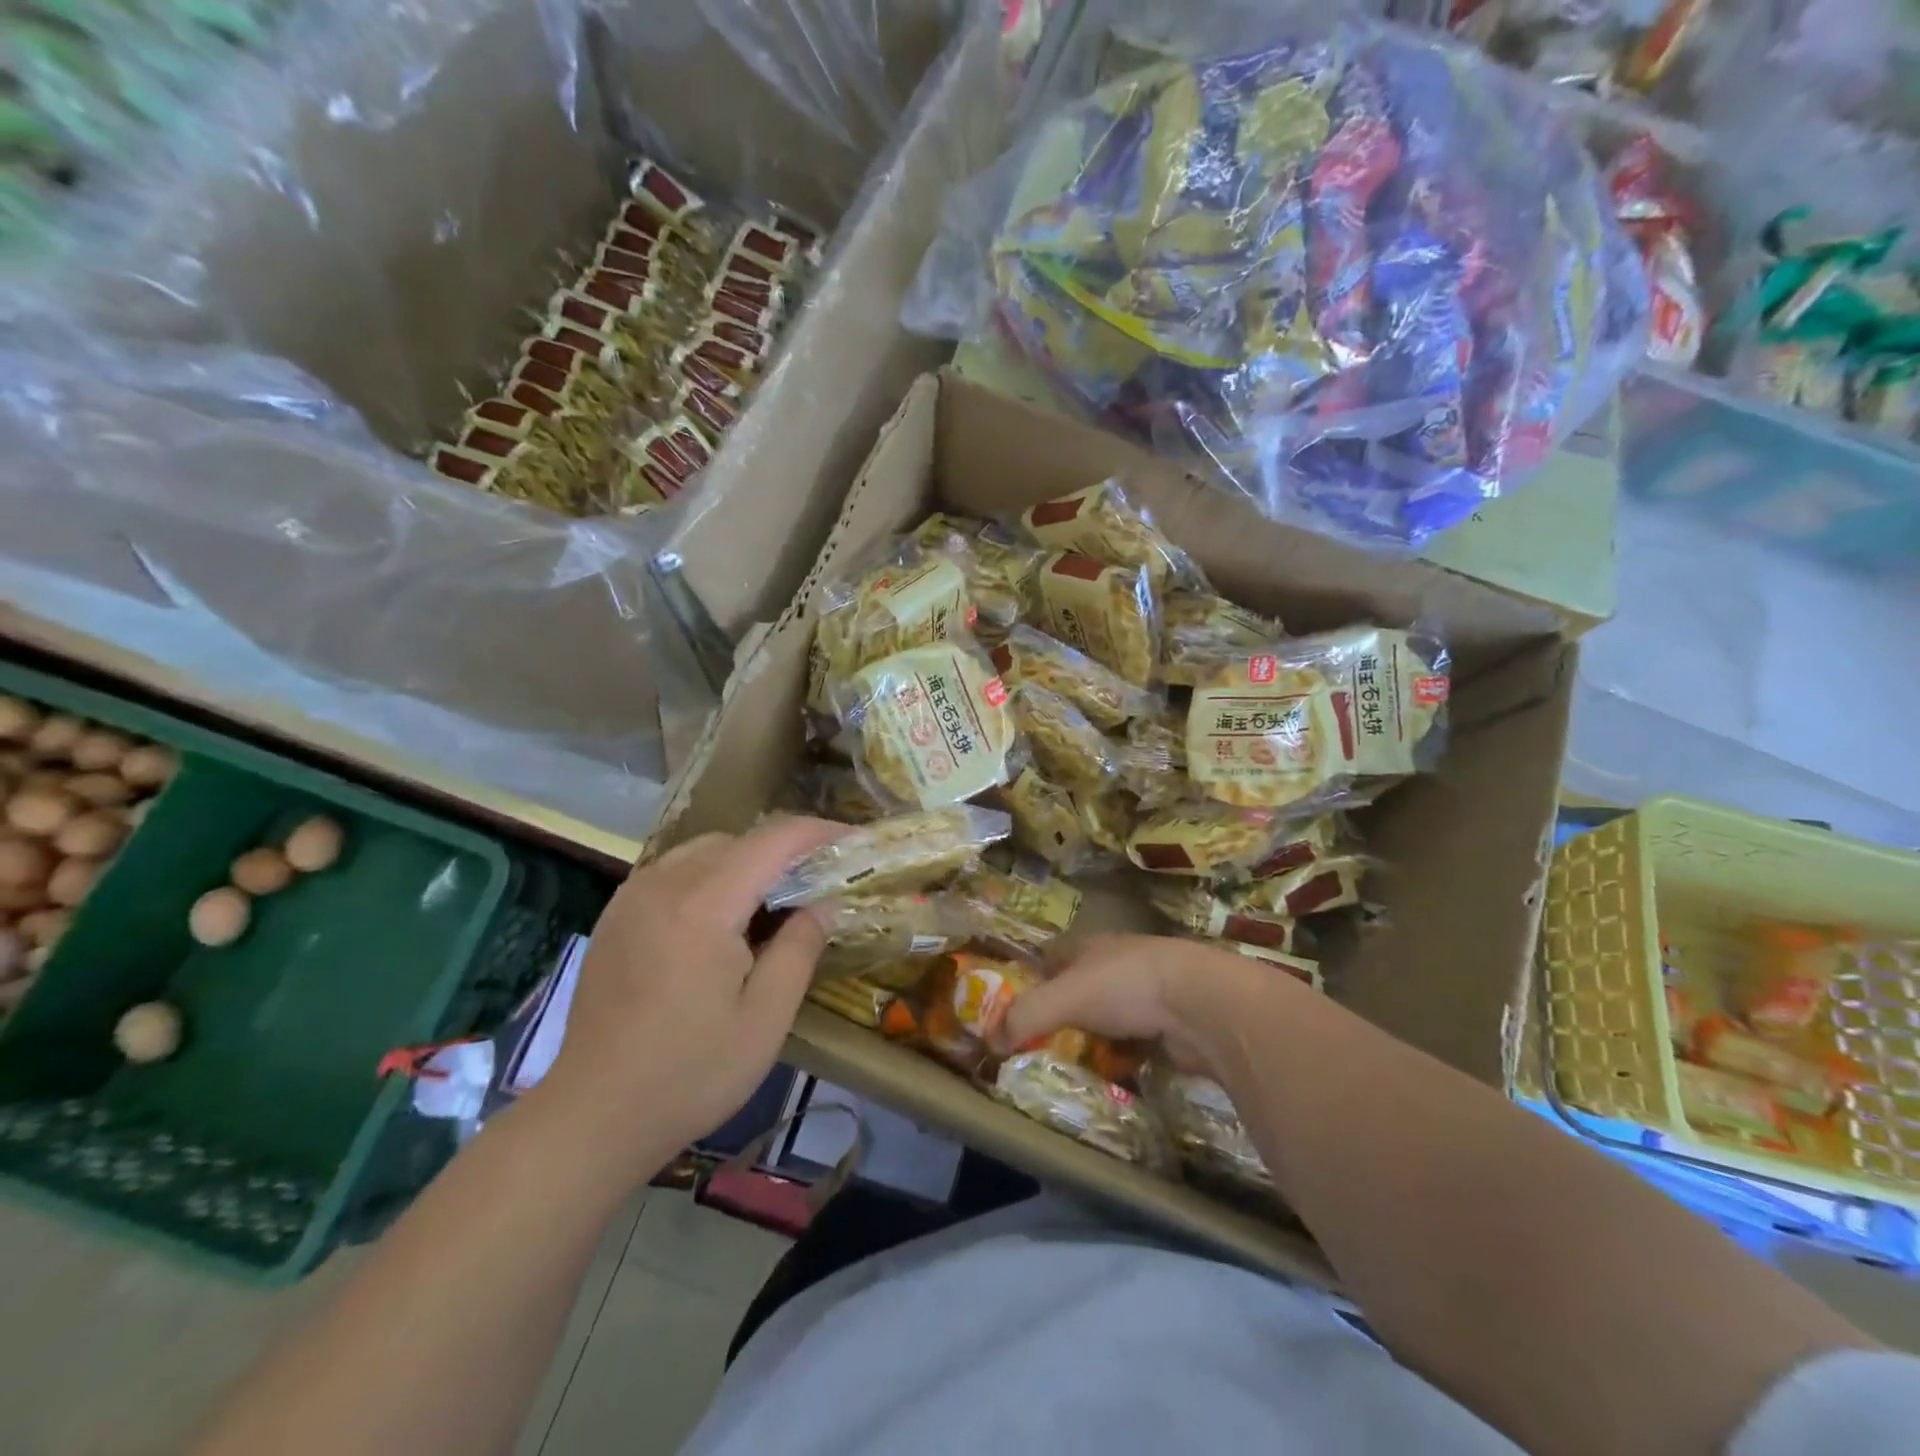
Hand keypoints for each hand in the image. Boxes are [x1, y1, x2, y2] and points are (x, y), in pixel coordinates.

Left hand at [531, 817, 845, 1174]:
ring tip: (771, 905)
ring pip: (704, 851)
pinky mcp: (615, 915)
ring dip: (746, 863)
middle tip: (817, 886)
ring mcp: (632, 897)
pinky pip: (674, 872)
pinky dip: (710, 877)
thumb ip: (800, 949)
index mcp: (703, 905)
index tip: (853, 840)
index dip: (818, 832)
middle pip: (738, 841)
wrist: (593, 1116)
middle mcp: (663, 884)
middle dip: (784, 852)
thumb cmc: (690, 1073)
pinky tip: (720, 922)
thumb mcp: (765, 1018)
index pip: (772, 840)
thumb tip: (823, 905)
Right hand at [991, 933, 1288, 1079]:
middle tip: (1037, 1042)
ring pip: (1108, 1015)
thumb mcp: (1066, 996)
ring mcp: (1147, 992)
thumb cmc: (1128, 986)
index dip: (1032, 976)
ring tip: (1070, 1062)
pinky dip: (1122, 1054)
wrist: (1203, 1004)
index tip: (1013, 1005)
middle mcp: (1117, 964)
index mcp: (1091, 947)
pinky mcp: (1169, 1024)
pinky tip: (1112, 1072)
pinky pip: (1134, 1041)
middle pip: (1080, 987)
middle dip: (1062, 1011)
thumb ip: (1025, 1016)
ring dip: (1094, 1035)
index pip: (1052, 956)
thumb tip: (988, 1041)